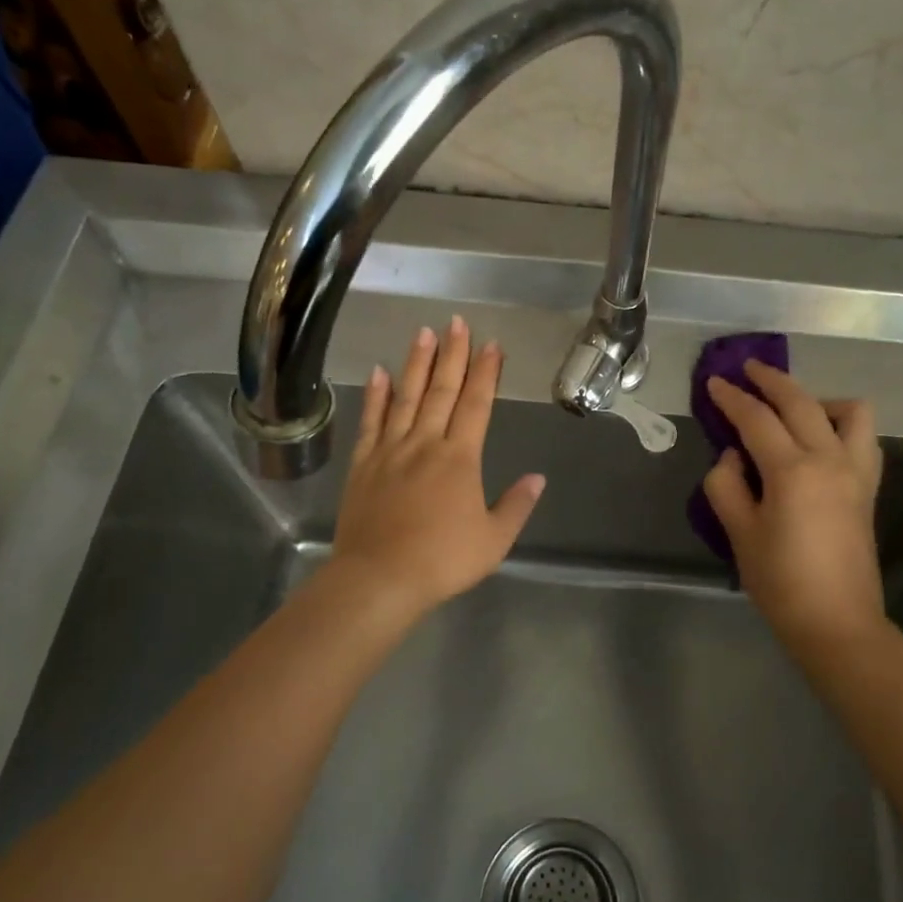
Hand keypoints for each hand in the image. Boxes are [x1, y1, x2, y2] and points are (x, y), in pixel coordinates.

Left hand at [332, 318, 544, 619]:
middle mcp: (425, 444)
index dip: (486, 373)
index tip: (491, 344)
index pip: (476, 404)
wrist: (379, 579)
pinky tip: (379, 372)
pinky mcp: (364, 464)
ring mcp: (390, 450)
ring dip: (416, 363)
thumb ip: (516, 506)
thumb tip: (538, 478)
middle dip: (453, 354)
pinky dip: (376, 395)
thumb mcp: (493, 540)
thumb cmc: (442, 561)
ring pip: (406, 397)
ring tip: (423, 332)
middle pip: (441, 390)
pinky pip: (371, 421)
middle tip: (457, 322)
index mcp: (460, 458)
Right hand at [703, 360, 887, 656]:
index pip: (756, 419)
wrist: (836, 622)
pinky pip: (864, 438)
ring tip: (792, 409)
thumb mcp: (738, 533)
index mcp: (792, 470)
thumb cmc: (780, 582)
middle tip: (747, 370)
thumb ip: (726, 485)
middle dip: (771, 380)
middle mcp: (829, 459)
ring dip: (817, 398)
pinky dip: (843, 424)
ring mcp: (856, 472)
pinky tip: (821, 438)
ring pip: (848, 411)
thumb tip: (733, 456)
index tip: (714, 381)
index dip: (731, 397)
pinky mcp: (869, 488)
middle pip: (800, 402)